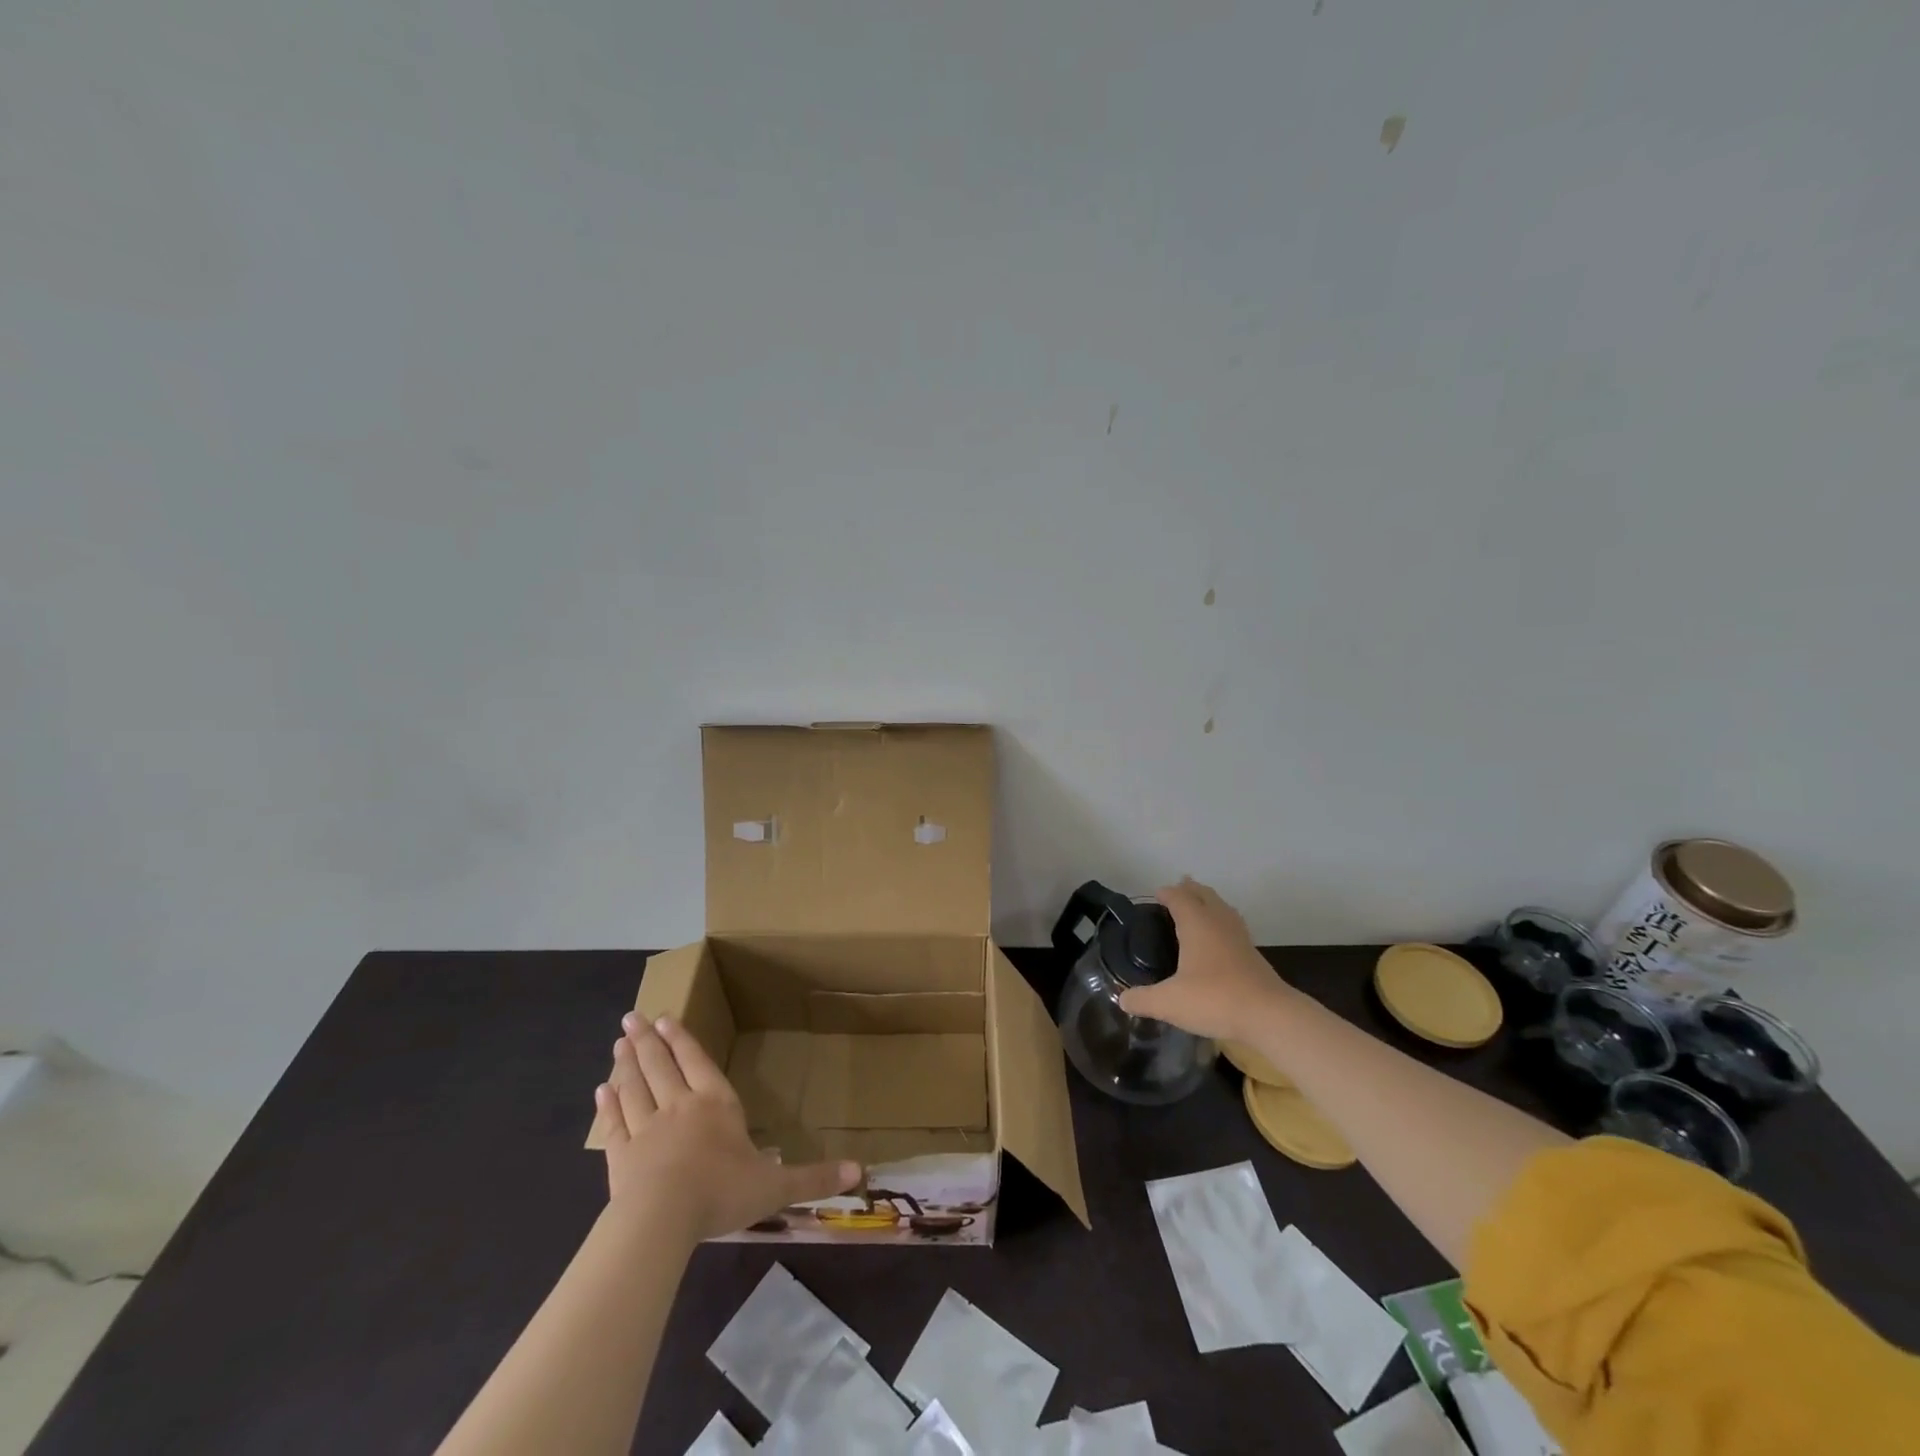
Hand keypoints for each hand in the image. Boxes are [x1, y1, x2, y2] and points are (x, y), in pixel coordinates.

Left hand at [594, 1014, 860, 1242]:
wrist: (661, 1220)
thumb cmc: (721, 1193)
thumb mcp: (776, 1187)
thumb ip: (814, 1177)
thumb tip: (861, 1171)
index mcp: (716, 1105)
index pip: (698, 1063)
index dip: (684, 1041)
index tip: (667, 1017)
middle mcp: (679, 1107)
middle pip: (661, 1066)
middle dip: (649, 1040)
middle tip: (633, 1016)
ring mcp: (645, 1130)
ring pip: (636, 1087)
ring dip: (628, 1063)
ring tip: (619, 1042)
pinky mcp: (621, 1156)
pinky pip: (615, 1123)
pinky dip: (609, 1105)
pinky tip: (602, 1090)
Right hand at [1116, 878, 1289, 1038]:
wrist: (1270, 1016)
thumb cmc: (1215, 999)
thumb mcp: (1170, 1002)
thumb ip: (1143, 1000)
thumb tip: (1122, 1000)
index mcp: (1197, 923)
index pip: (1179, 897)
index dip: (1167, 893)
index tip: (1156, 894)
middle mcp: (1219, 923)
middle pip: (1205, 895)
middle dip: (1190, 890)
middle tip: (1178, 888)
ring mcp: (1240, 937)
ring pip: (1223, 908)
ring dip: (1209, 902)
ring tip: (1200, 905)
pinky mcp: (1253, 954)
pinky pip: (1233, 926)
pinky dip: (1222, 922)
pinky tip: (1220, 938)